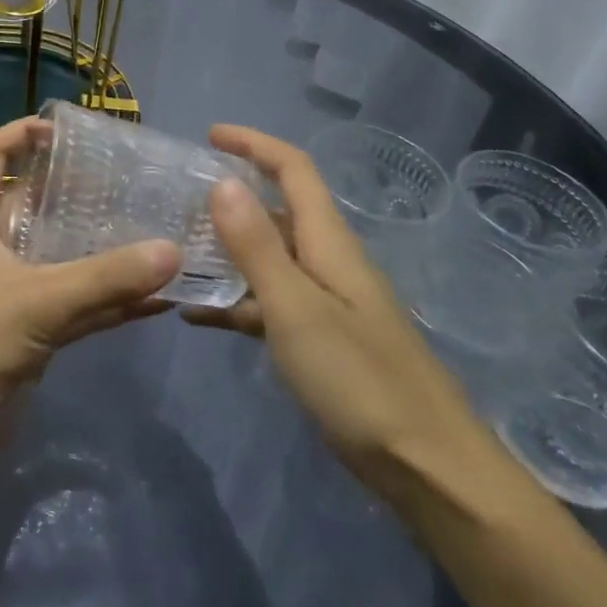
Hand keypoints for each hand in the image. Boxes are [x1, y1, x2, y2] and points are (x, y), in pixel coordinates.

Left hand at [0, 117, 180, 484]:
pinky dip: (108, 301)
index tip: (68, 131)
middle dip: (77, 191)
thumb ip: (105, 279)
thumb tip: (173, 250)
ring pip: (60, 257)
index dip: (22, 132)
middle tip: (131, 183)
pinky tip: (155, 298)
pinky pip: (74, 306)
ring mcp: (9, 292)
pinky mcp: (26, 335)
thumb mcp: (35, 302)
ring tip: (154, 230)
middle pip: (34, 203)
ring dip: (100, 248)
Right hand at [184, 125, 487, 497]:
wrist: (431, 470)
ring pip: (269, 258)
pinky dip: (234, 301)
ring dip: (227, 249)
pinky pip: (269, 305)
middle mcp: (328, 261)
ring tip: (176, 251)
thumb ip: (256, 246)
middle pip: (278, 209)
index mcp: (328, 241)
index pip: (293, 169)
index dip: (254, 144)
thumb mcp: (295, 308)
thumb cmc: (360, 380)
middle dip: (231, 195)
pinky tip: (195, 315)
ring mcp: (327, 303)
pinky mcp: (322, 341)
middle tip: (178, 198)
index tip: (210, 135)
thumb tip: (222, 182)